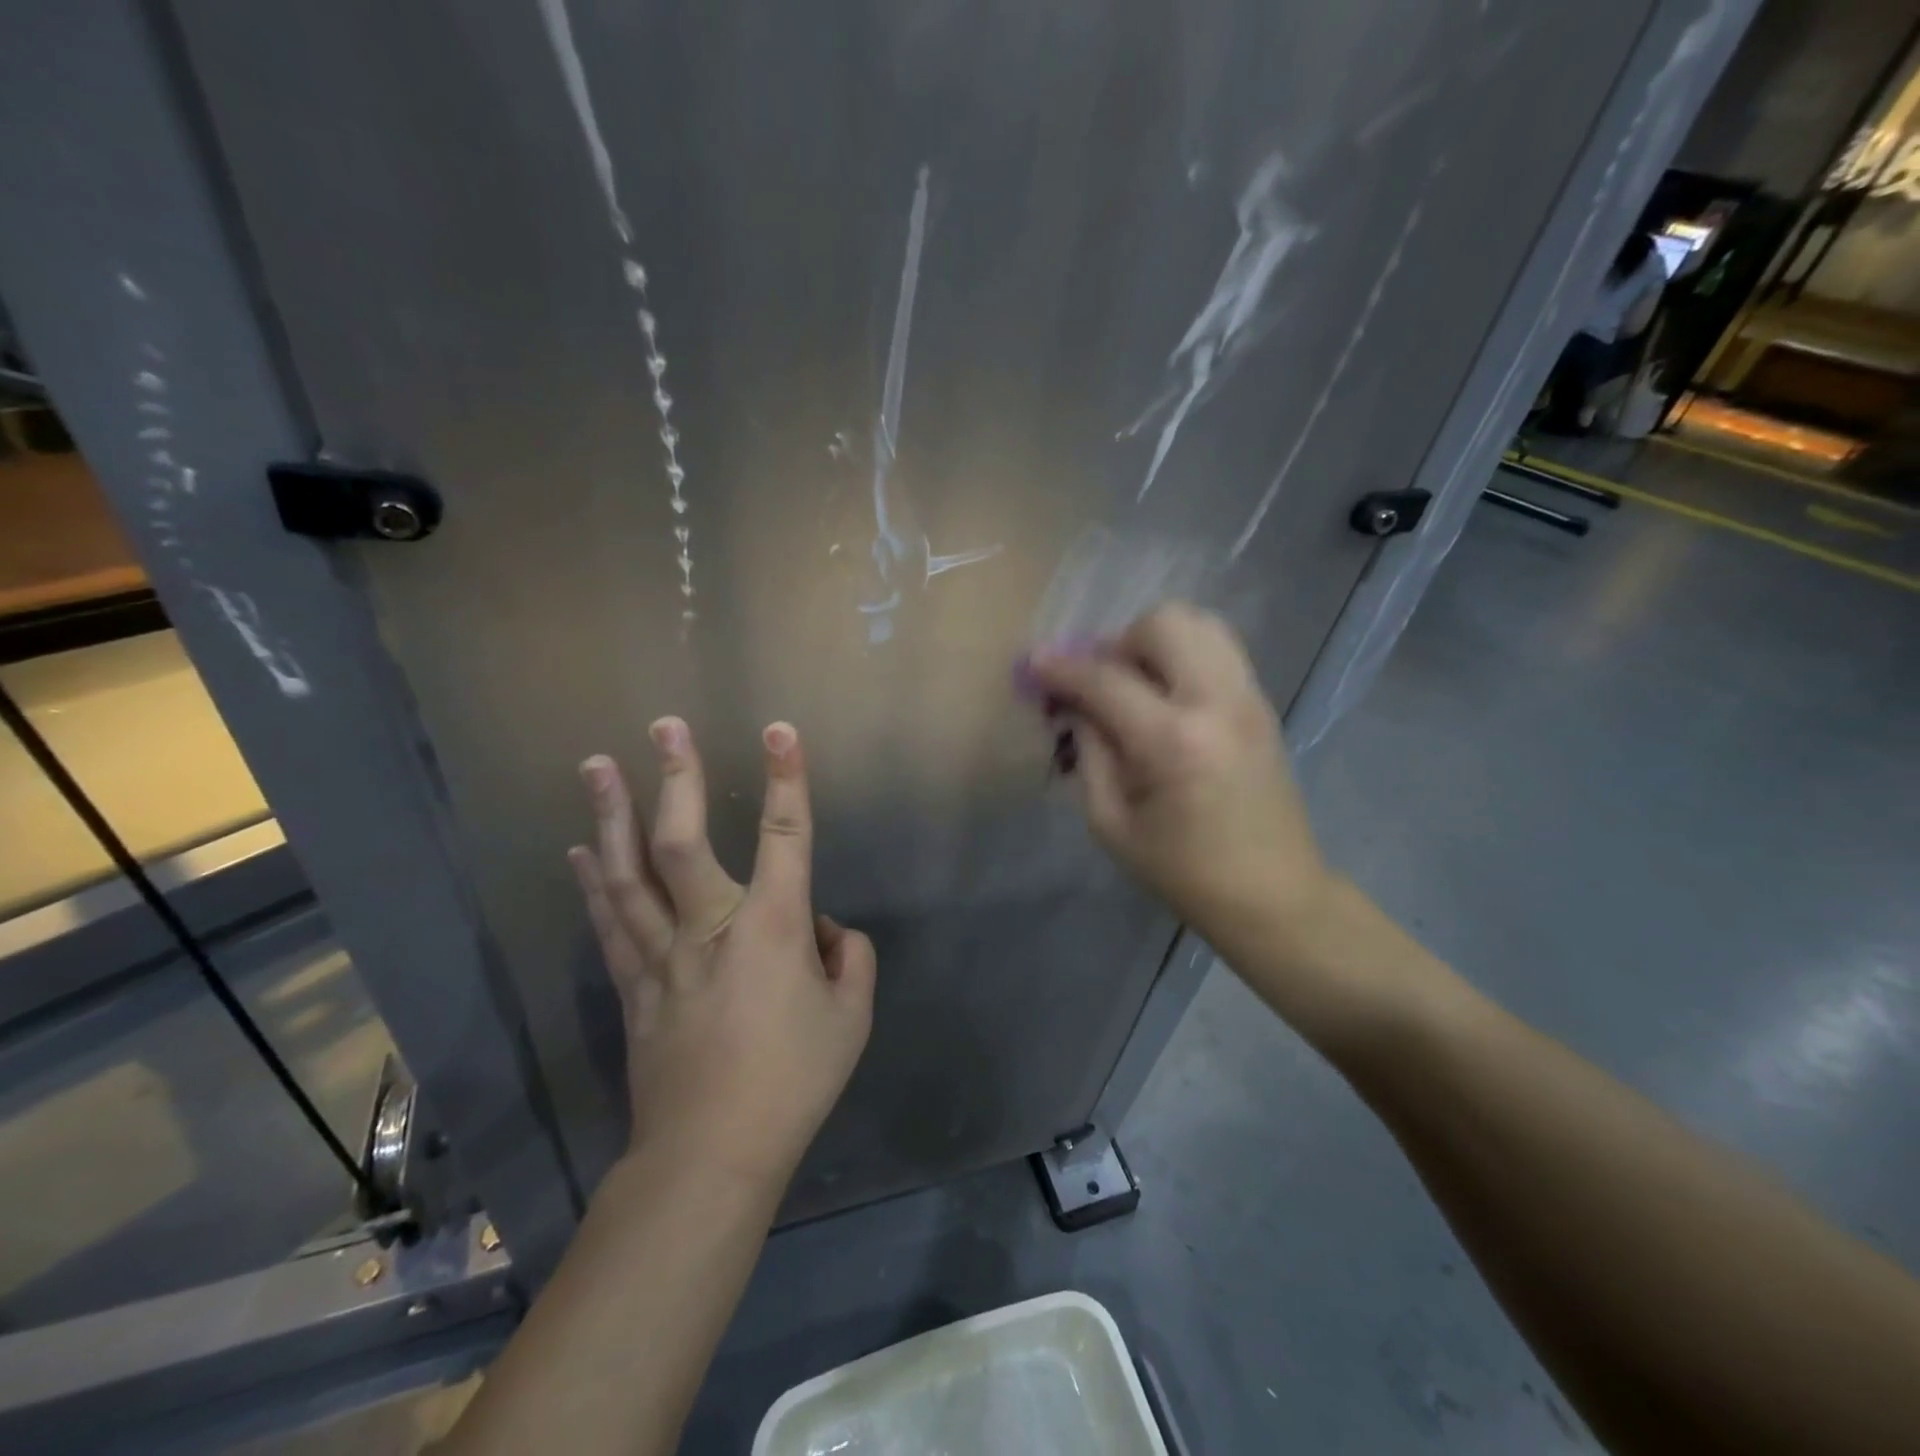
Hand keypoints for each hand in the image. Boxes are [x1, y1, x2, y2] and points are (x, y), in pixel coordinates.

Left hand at [568, 718, 875, 1189]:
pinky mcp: (634, 985)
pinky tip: (581, 851)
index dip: (786, 780)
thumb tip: (823, 931)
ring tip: (595, 765)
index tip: (780, 731)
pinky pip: (610, 923)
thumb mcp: (852, 1018)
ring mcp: (662, 955)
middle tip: (663, 725)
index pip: (786, 837)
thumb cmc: (793, 1081)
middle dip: (676, 777)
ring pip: (630, 873)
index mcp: (771, 929)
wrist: (712, 1154)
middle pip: (683, 840)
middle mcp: (710, 927)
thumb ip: (850, 959)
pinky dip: (595, 882)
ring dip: (611, 814)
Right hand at [1027, 604, 1332, 951]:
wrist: (1273, 895)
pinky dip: (1182, 655)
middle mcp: (1217, 701)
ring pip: (1198, 623)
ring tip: (1135, 684)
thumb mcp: (1112, 823)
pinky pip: (1218, 648)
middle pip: (1162, 624)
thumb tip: (1074, 705)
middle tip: (1099, 683)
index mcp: (1174, 741)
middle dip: (1116, 644)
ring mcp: (1248, 697)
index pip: (1105, 680)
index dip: (1061, 668)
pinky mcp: (1261, 703)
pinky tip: (1165, 696)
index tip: (1033, 665)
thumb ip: (1089, 752)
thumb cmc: (1183, 872)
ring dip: (1154, 643)